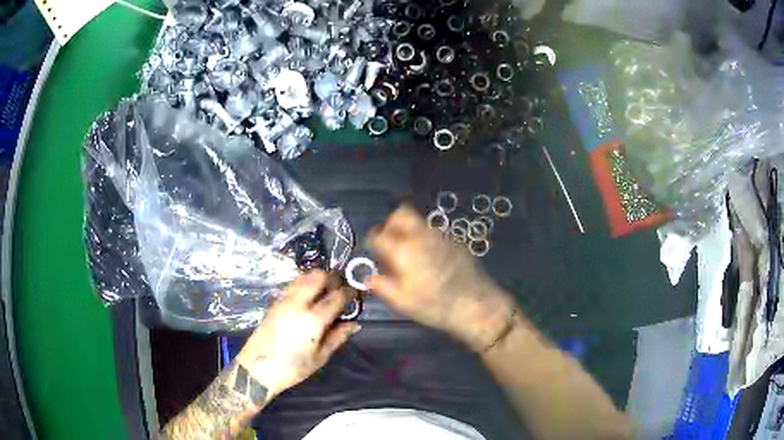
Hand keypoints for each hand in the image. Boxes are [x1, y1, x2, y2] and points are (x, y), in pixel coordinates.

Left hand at [235, 270, 358, 397]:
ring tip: (325, 290)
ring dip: (317, 278)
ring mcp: (284, 300)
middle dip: (332, 278)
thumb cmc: (292, 368)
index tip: (355, 293)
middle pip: (318, 276)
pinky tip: (308, 296)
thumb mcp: (320, 357)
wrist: (257, 369)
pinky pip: (293, 284)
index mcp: (313, 319)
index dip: (349, 292)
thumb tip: (354, 324)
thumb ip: (337, 337)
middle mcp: (298, 304)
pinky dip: (304, 284)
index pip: (336, 296)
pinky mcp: (274, 302)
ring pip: (303, 277)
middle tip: (340, 288)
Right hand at [366, 206, 515, 351]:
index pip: (378, 234)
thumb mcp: (402, 302)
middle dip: (390, 224)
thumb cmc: (434, 306)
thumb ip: (381, 286)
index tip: (373, 251)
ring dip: (408, 230)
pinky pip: (433, 231)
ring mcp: (441, 235)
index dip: (372, 241)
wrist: (475, 304)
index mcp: (403, 249)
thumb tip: (368, 276)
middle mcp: (421, 235)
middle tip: (390, 242)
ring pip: (418, 221)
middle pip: (401, 213)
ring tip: (409, 252)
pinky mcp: (455, 240)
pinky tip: (429, 258)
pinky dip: (425, 237)